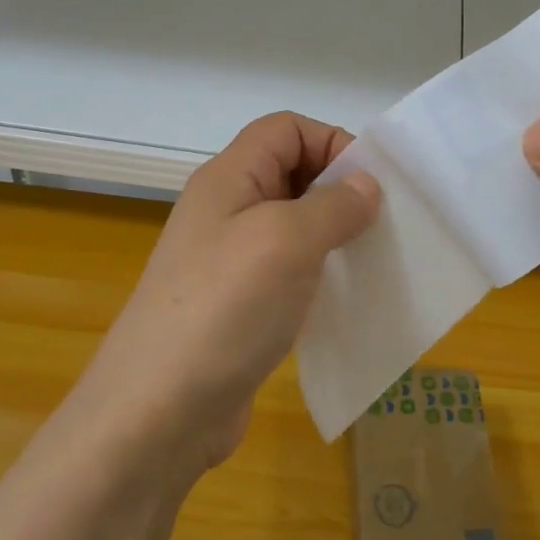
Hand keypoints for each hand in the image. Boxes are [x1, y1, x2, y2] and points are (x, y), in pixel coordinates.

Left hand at [84, 112, 380, 471]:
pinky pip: (289, 270)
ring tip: (370, 259)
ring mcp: (231, 260)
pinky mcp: (240, 305)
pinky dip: (319, 274)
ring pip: (293, 224)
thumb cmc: (225, 307)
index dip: (330, 141)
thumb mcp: (287, 241)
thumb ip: (334, 205)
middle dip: (338, 188)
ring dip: (333, 234)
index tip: (370, 184)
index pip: (286, 128)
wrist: (159, 411)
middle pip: (291, 172)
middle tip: (380, 223)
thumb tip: (366, 186)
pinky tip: (343, 297)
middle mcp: (227, 210)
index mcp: (229, 178)